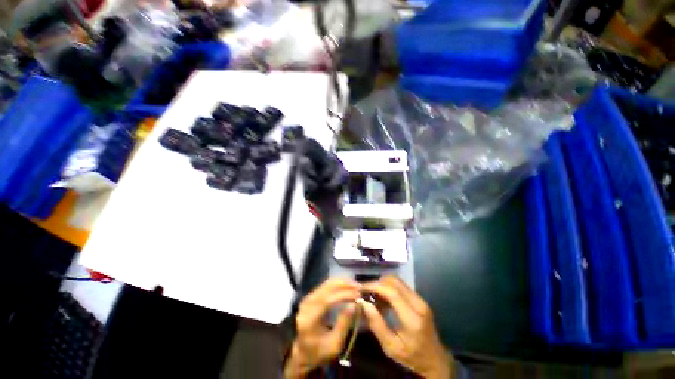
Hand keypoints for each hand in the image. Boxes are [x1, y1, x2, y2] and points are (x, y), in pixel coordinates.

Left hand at [284, 278, 360, 377]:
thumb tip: (355, 305)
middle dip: (345, 285)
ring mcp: (308, 297)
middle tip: (359, 287)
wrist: (302, 352)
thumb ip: (344, 324)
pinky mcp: (311, 295)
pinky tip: (347, 285)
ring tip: (356, 285)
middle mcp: (307, 304)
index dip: (343, 295)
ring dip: (343, 282)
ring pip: (327, 283)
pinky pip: (326, 285)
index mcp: (309, 319)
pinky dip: (338, 283)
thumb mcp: (334, 345)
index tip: (357, 295)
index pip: (327, 300)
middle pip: (327, 287)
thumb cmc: (318, 352)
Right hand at [361, 276, 451, 378]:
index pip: (392, 292)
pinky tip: (382, 299)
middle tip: (365, 291)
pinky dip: (389, 287)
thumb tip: (363, 303)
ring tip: (372, 295)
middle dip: (377, 283)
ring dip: (383, 284)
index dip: (375, 286)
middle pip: (394, 282)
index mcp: (412, 318)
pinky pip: (401, 286)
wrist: (435, 359)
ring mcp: (420, 299)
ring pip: (397, 281)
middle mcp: (418, 304)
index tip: (361, 289)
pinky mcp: (419, 298)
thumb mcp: (391, 347)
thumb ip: (376, 324)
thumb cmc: (411, 356)